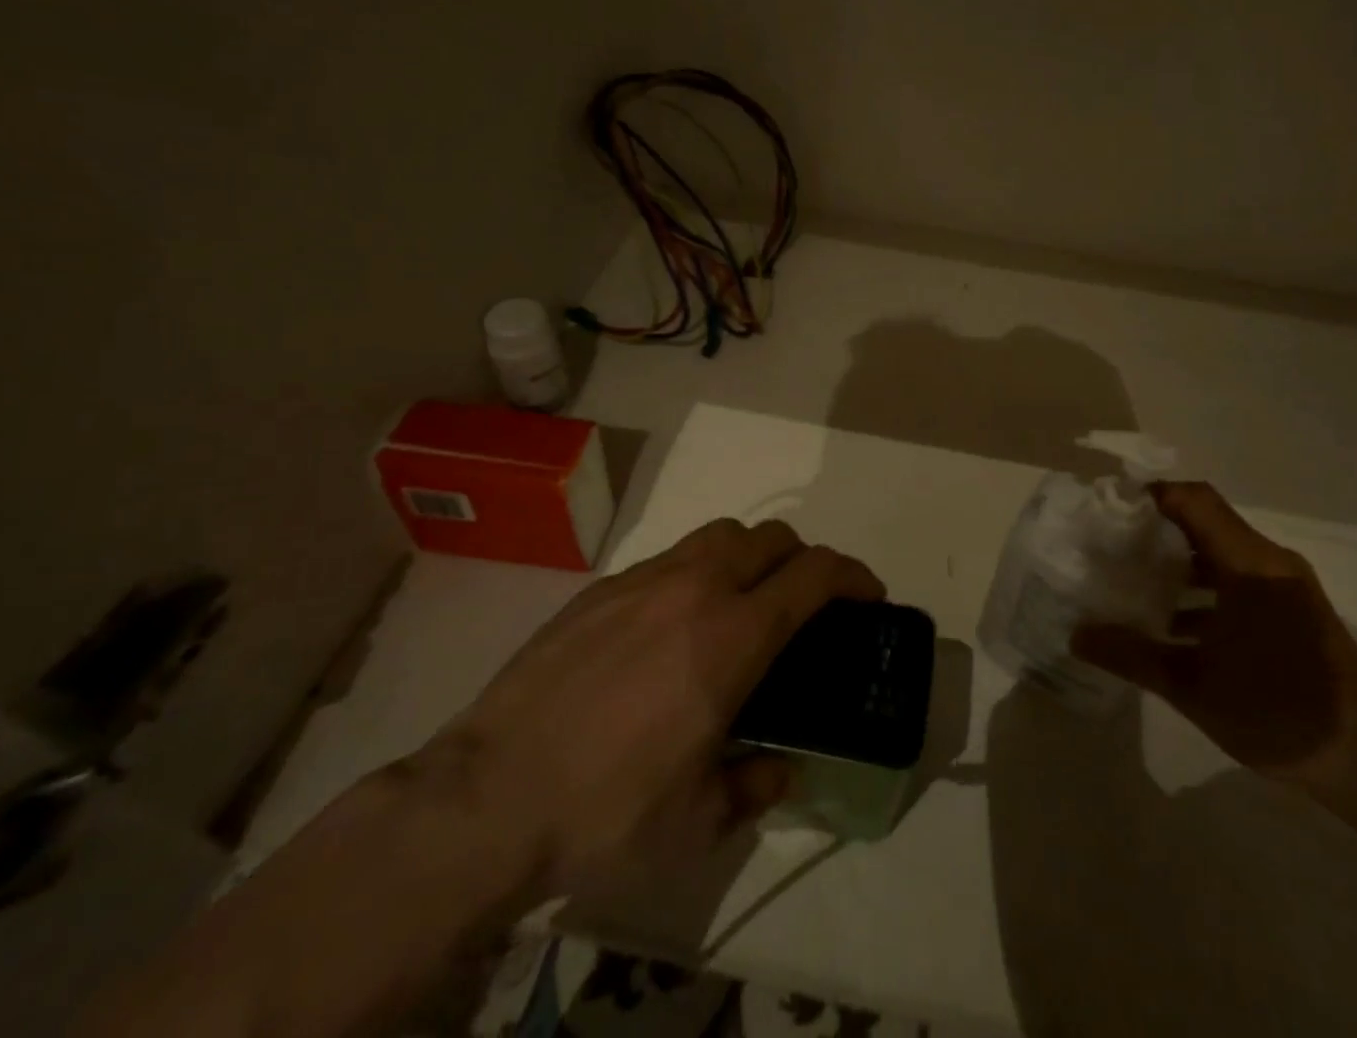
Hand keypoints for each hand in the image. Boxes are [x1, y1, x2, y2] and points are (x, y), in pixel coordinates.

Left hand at [395, 519, 883, 904]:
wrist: (488, 797)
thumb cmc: (606, 811)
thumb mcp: (698, 821)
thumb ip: (756, 786)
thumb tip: (783, 769)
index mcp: (732, 635)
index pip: (813, 574)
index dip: (853, 575)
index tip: (869, 593)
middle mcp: (695, 588)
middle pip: (770, 537)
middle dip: (803, 559)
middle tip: (804, 602)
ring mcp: (643, 580)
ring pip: (718, 534)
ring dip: (748, 555)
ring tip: (740, 602)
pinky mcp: (601, 588)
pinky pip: (668, 558)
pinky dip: (693, 573)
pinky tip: (670, 626)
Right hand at [1072, 482, 1356, 781]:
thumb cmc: (1278, 712)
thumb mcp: (1193, 687)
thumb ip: (1131, 655)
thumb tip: (1075, 634)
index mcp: (1249, 565)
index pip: (1193, 500)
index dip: (1151, 495)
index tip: (1109, 508)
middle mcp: (1270, 563)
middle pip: (1204, 522)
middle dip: (1155, 530)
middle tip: (1110, 545)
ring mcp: (1287, 587)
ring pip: (1221, 553)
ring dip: (1178, 563)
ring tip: (1133, 583)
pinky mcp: (1295, 611)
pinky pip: (1239, 580)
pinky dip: (1204, 590)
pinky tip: (1174, 626)